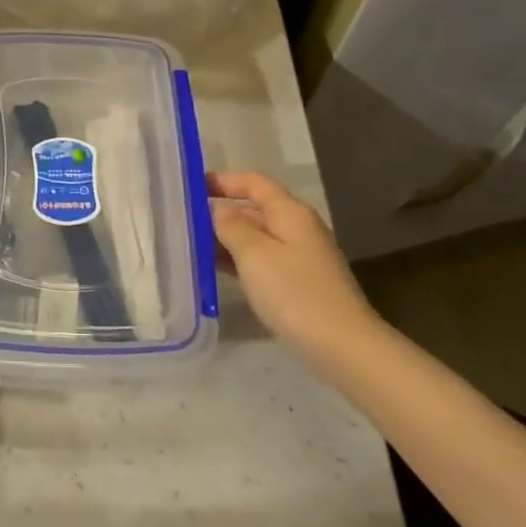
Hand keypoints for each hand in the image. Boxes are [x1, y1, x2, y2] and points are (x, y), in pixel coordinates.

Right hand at [207, 171, 382, 360]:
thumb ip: (231, 225)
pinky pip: (262, 259)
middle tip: (182, 220)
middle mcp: (297, 227)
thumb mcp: (255, 255)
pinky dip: (238, 259)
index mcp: (290, 212)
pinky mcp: (298, 281)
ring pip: (256, 236)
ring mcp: (300, 255)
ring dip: (226, 238)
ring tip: (190, 245)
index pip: (254, 182)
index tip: (189, 186)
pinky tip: (215, 270)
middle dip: (220, 210)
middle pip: (255, 207)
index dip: (223, 180)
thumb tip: (216, 205)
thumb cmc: (295, 294)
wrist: (343, 346)